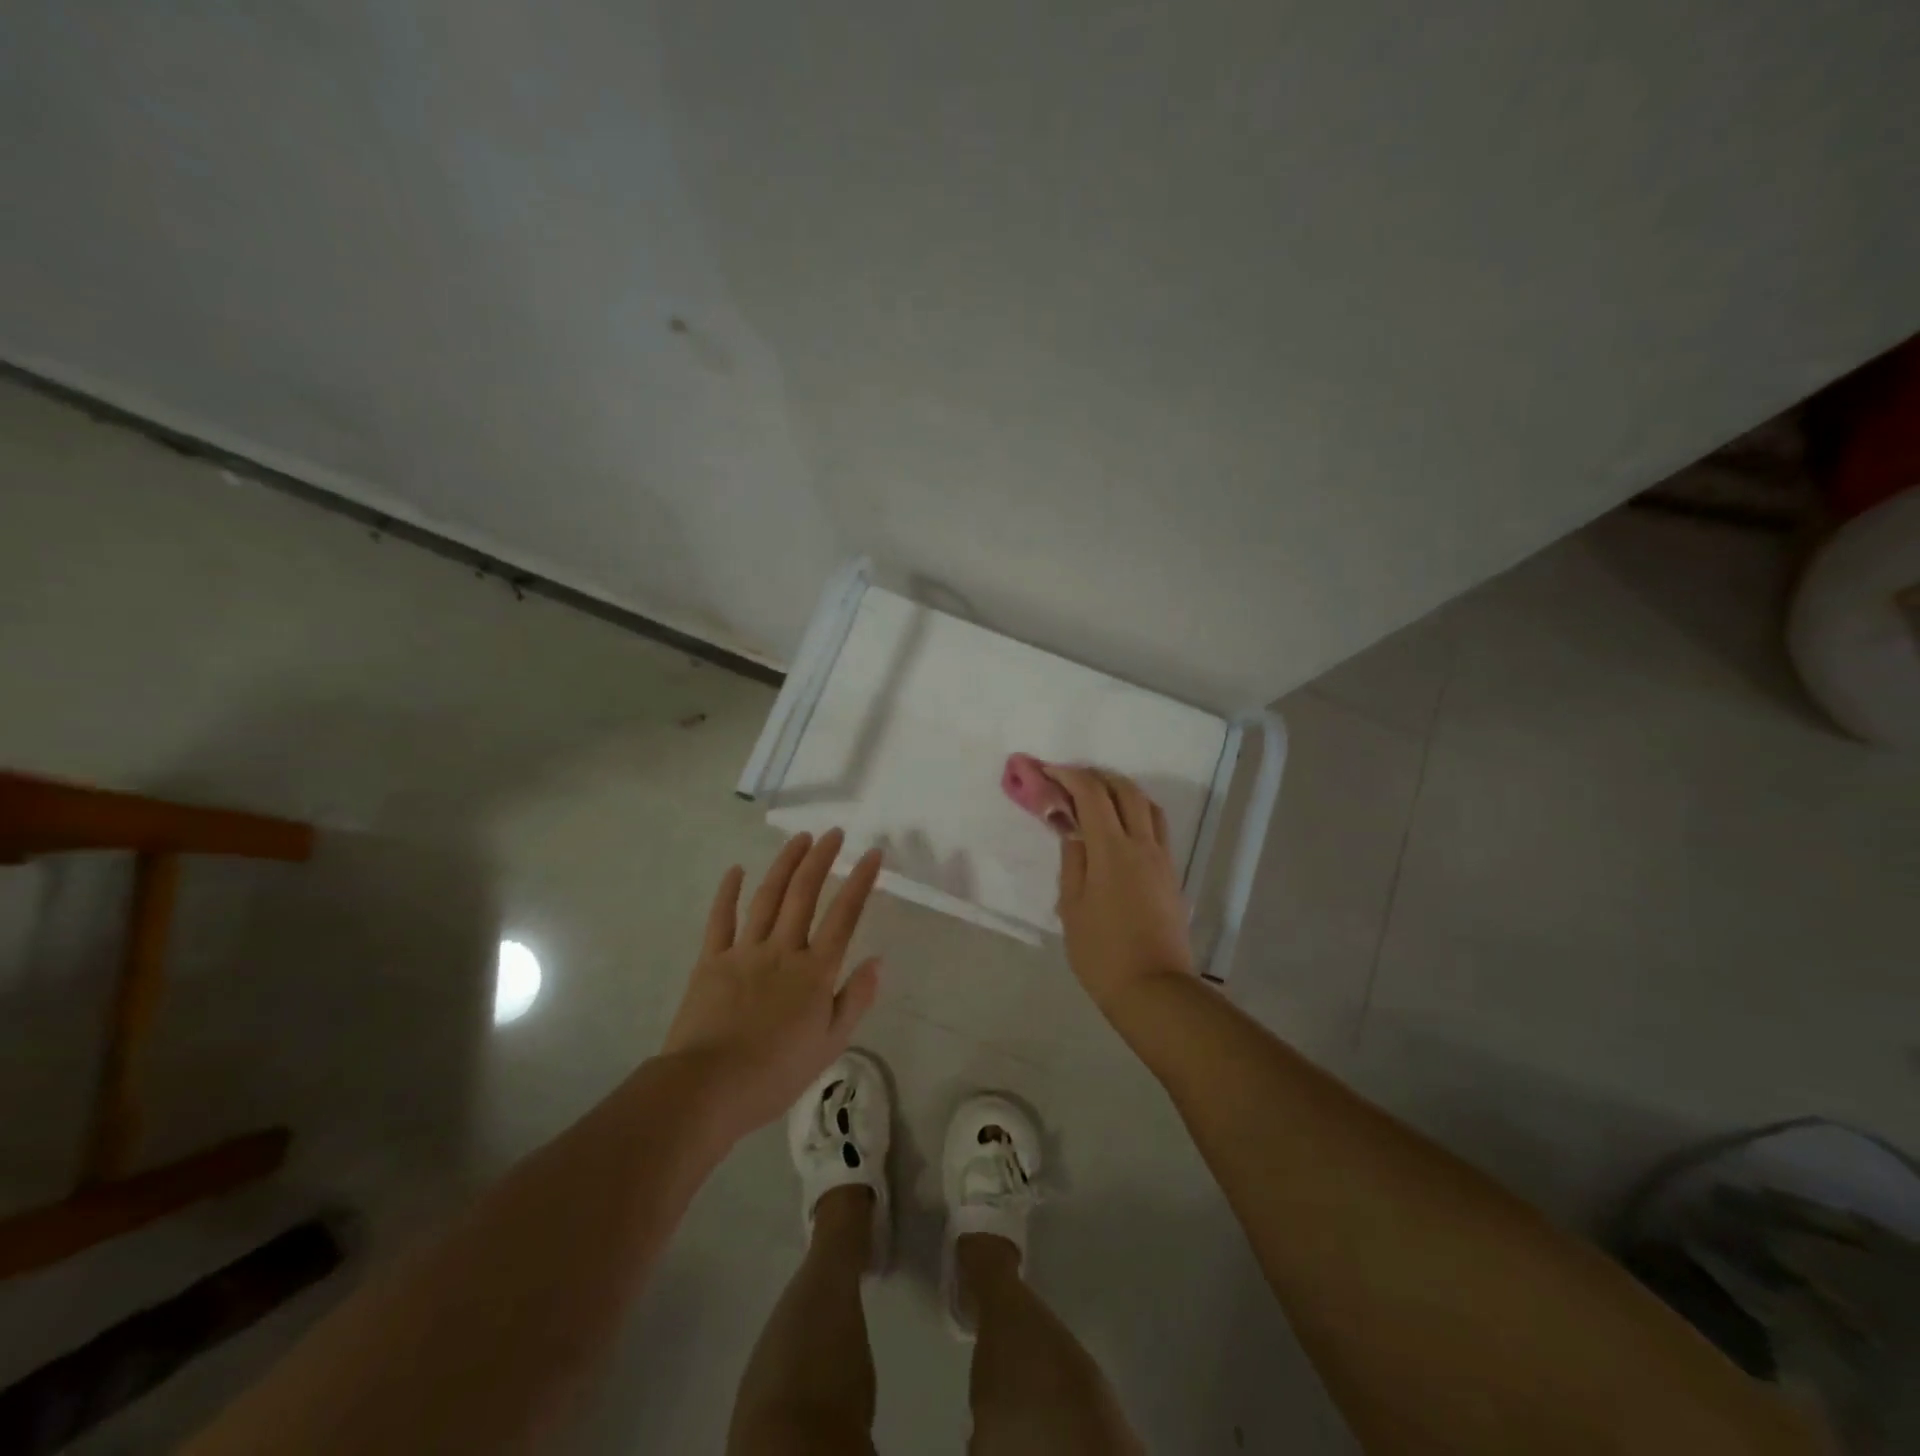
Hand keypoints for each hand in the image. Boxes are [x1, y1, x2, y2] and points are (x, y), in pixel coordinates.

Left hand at [663, 830, 882, 1136]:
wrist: (708, 1088)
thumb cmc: (776, 1073)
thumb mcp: (830, 1044)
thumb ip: (855, 999)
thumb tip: (877, 961)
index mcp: (815, 972)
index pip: (844, 916)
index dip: (860, 881)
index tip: (871, 853)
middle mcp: (783, 950)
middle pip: (804, 894)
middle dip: (821, 858)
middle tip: (834, 833)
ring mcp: (744, 951)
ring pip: (768, 897)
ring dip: (785, 864)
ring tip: (799, 838)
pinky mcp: (711, 960)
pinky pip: (721, 919)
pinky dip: (728, 892)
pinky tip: (736, 870)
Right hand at [1052, 767, 1196, 1017]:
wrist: (1153, 989)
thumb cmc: (1101, 951)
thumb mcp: (1071, 907)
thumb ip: (1072, 861)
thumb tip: (1073, 830)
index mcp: (1112, 850)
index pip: (1092, 794)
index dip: (1068, 776)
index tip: (1047, 772)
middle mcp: (1142, 844)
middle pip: (1124, 790)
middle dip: (1096, 777)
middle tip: (1070, 782)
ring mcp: (1162, 858)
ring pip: (1147, 805)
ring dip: (1120, 791)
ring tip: (1096, 800)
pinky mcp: (1171, 874)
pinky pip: (1156, 827)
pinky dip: (1136, 813)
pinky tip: (1118, 829)